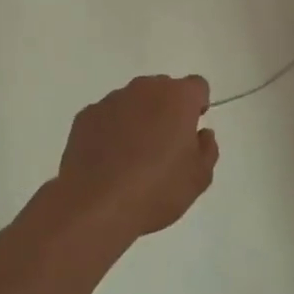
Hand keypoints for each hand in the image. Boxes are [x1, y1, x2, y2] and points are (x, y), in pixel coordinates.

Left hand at [52, 75, 218, 245]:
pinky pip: (107, 116)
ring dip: (138, 118)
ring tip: (132, 157)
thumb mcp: (199, 178)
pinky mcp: (86, 116)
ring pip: (133, 101)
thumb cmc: (157, 190)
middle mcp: (145, 89)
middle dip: (166, 110)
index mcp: (178, 97)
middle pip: (163, 89)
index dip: (197, 105)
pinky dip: (111, 130)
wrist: (96, 207)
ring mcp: (112, 100)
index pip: (197, 86)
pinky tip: (108, 160)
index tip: (191, 130)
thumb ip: (207, 149)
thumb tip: (202, 134)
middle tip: (164, 145)